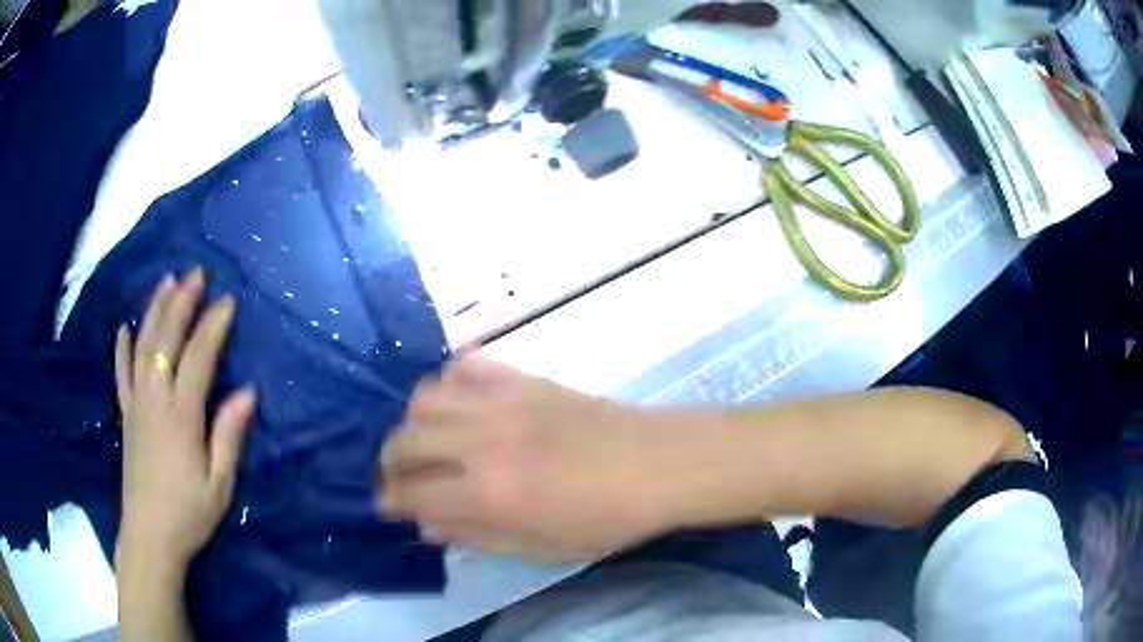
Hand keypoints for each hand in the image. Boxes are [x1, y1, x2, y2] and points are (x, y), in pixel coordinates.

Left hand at [115, 270, 255, 574]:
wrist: (149, 536)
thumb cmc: (189, 513)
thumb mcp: (219, 484)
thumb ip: (229, 436)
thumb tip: (247, 392)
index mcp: (180, 416)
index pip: (197, 358)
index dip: (212, 326)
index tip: (228, 301)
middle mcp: (154, 400)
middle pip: (165, 340)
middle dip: (181, 303)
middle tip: (196, 274)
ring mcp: (135, 404)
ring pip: (142, 347)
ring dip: (154, 311)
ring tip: (166, 281)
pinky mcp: (125, 415)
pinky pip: (120, 373)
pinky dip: (121, 347)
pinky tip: (123, 327)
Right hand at [379, 357, 698, 560]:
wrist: (658, 463)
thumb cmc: (606, 518)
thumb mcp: (541, 546)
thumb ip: (478, 535)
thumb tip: (430, 523)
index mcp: (488, 493)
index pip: (411, 493)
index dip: (390, 501)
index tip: (388, 504)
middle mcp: (481, 442)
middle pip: (405, 441)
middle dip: (390, 463)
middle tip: (400, 476)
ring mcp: (500, 401)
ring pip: (424, 398)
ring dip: (414, 422)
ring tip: (427, 439)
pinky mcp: (522, 377)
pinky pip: (465, 366)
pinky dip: (450, 384)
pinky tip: (461, 403)